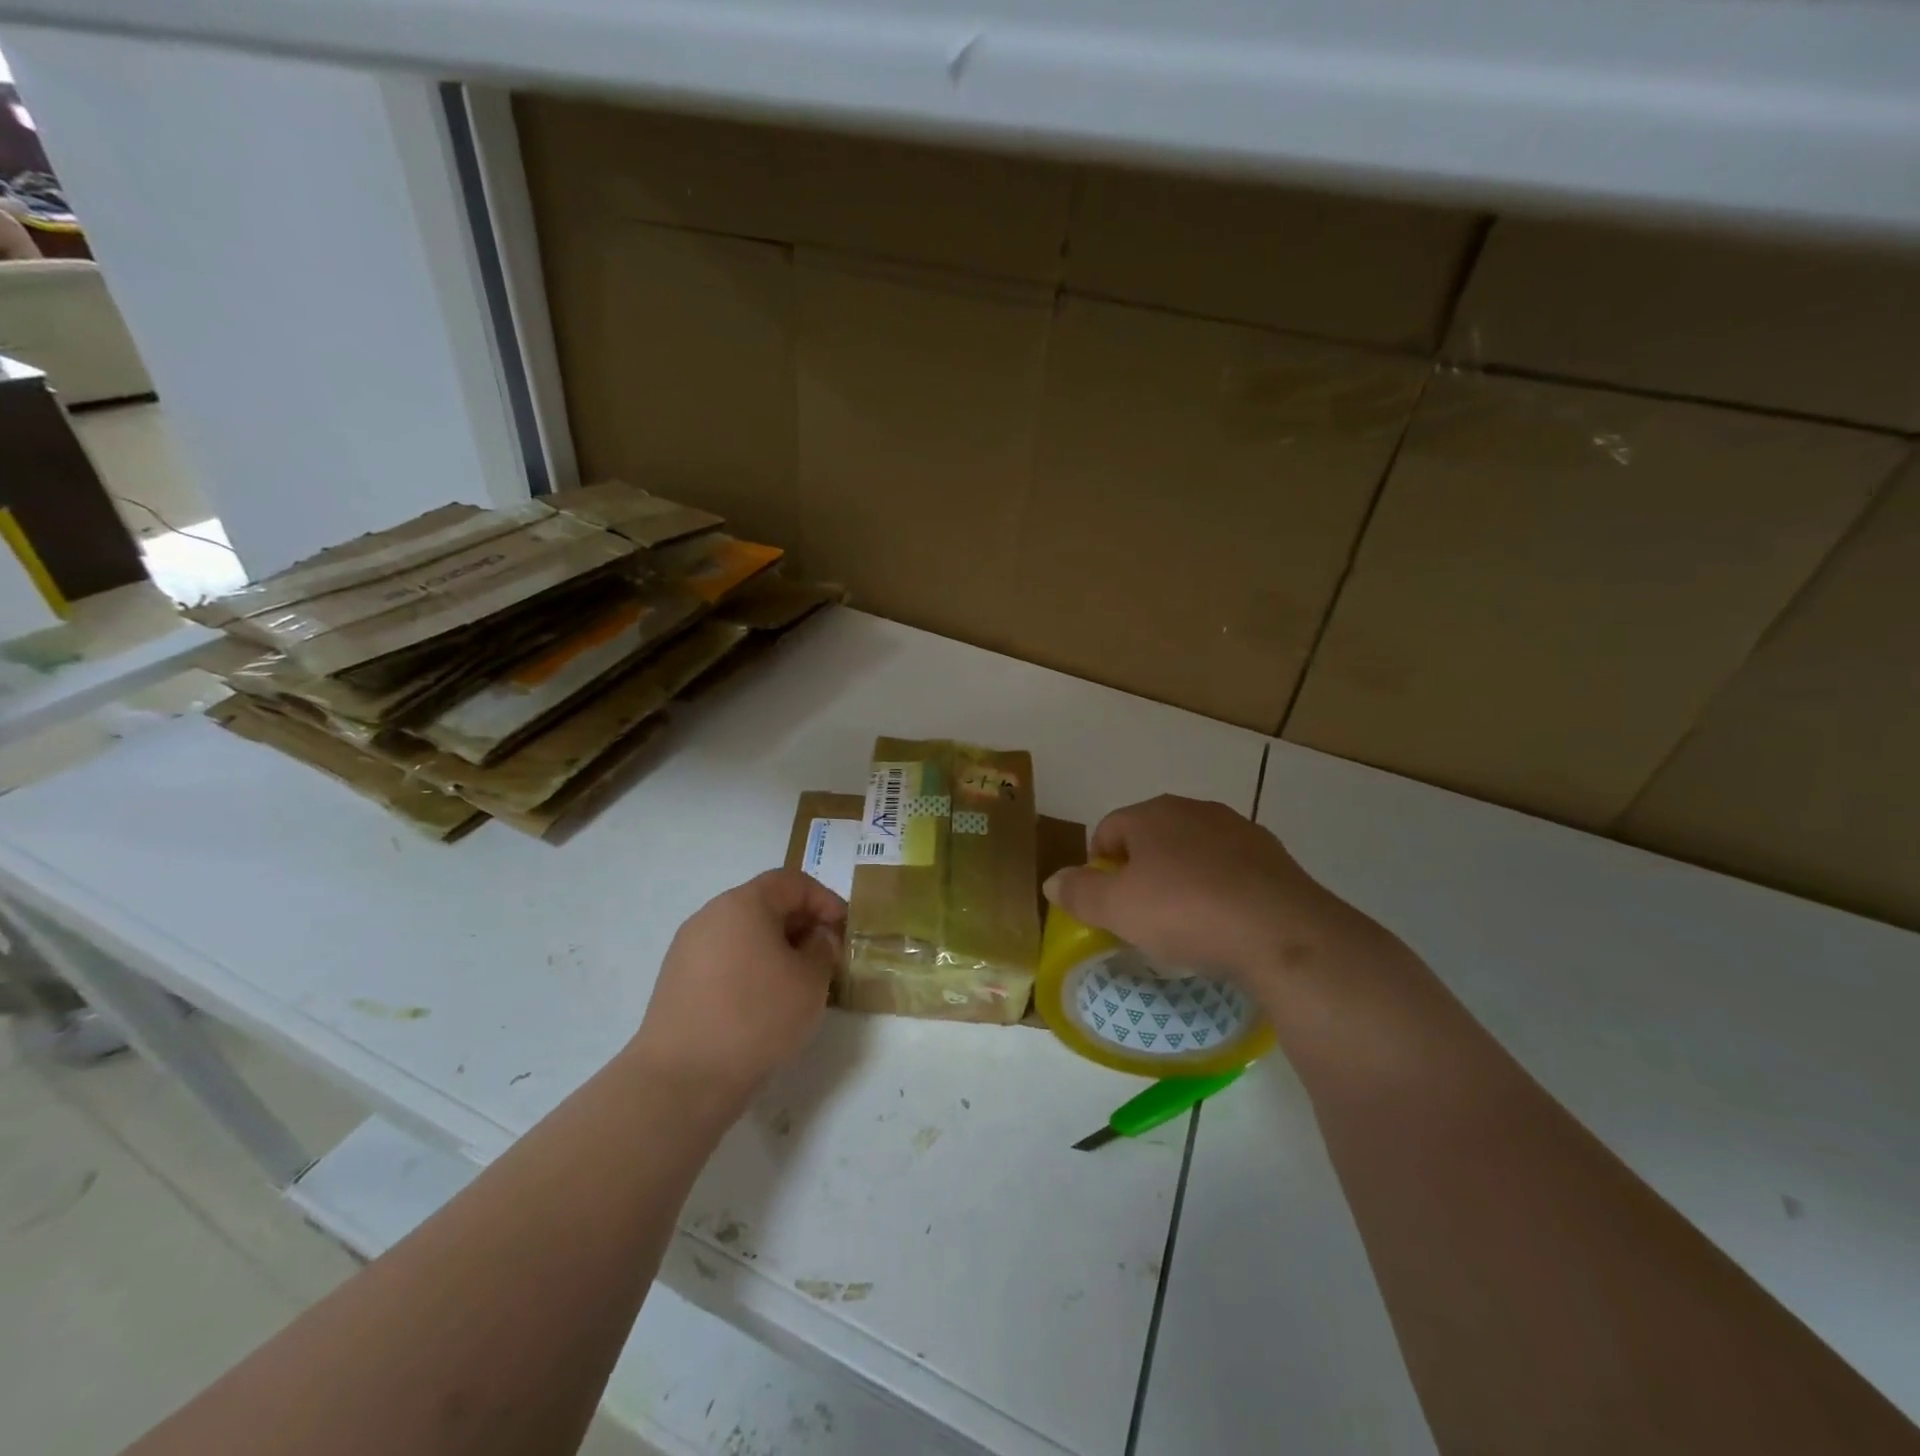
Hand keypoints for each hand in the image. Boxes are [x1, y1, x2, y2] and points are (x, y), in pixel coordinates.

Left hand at [627, 870, 845, 1109]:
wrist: (682, 1079)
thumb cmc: (757, 1017)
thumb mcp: (810, 981)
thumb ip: (823, 948)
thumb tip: (817, 937)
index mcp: (743, 904)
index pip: (792, 882)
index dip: (825, 900)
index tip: (844, 929)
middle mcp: (710, 916)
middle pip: (765, 905)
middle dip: (801, 925)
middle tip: (826, 956)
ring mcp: (688, 949)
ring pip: (744, 935)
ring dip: (776, 949)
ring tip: (798, 982)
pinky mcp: (676, 982)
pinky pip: (724, 961)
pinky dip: (750, 969)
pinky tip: (764, 1004)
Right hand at [1042, 796, 1379, 1002]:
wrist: (1281, 932)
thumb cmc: (1185, 911)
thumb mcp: (1117, 909)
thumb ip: (1079, 892)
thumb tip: (1053, 881)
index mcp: (1152, 813)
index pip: (1108, 830)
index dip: (1098, 868)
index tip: (1106, 906)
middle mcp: (1195, 810)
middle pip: (1151, 838)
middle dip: (1140, 872)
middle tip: (1141, 916)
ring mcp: (1239, 830)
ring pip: (1193, 852)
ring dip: (1181, 879)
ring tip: (1185, 923)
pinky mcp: (1274, 857)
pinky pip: (1230, 870)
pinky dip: (1219, 890)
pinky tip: (1224, 923)